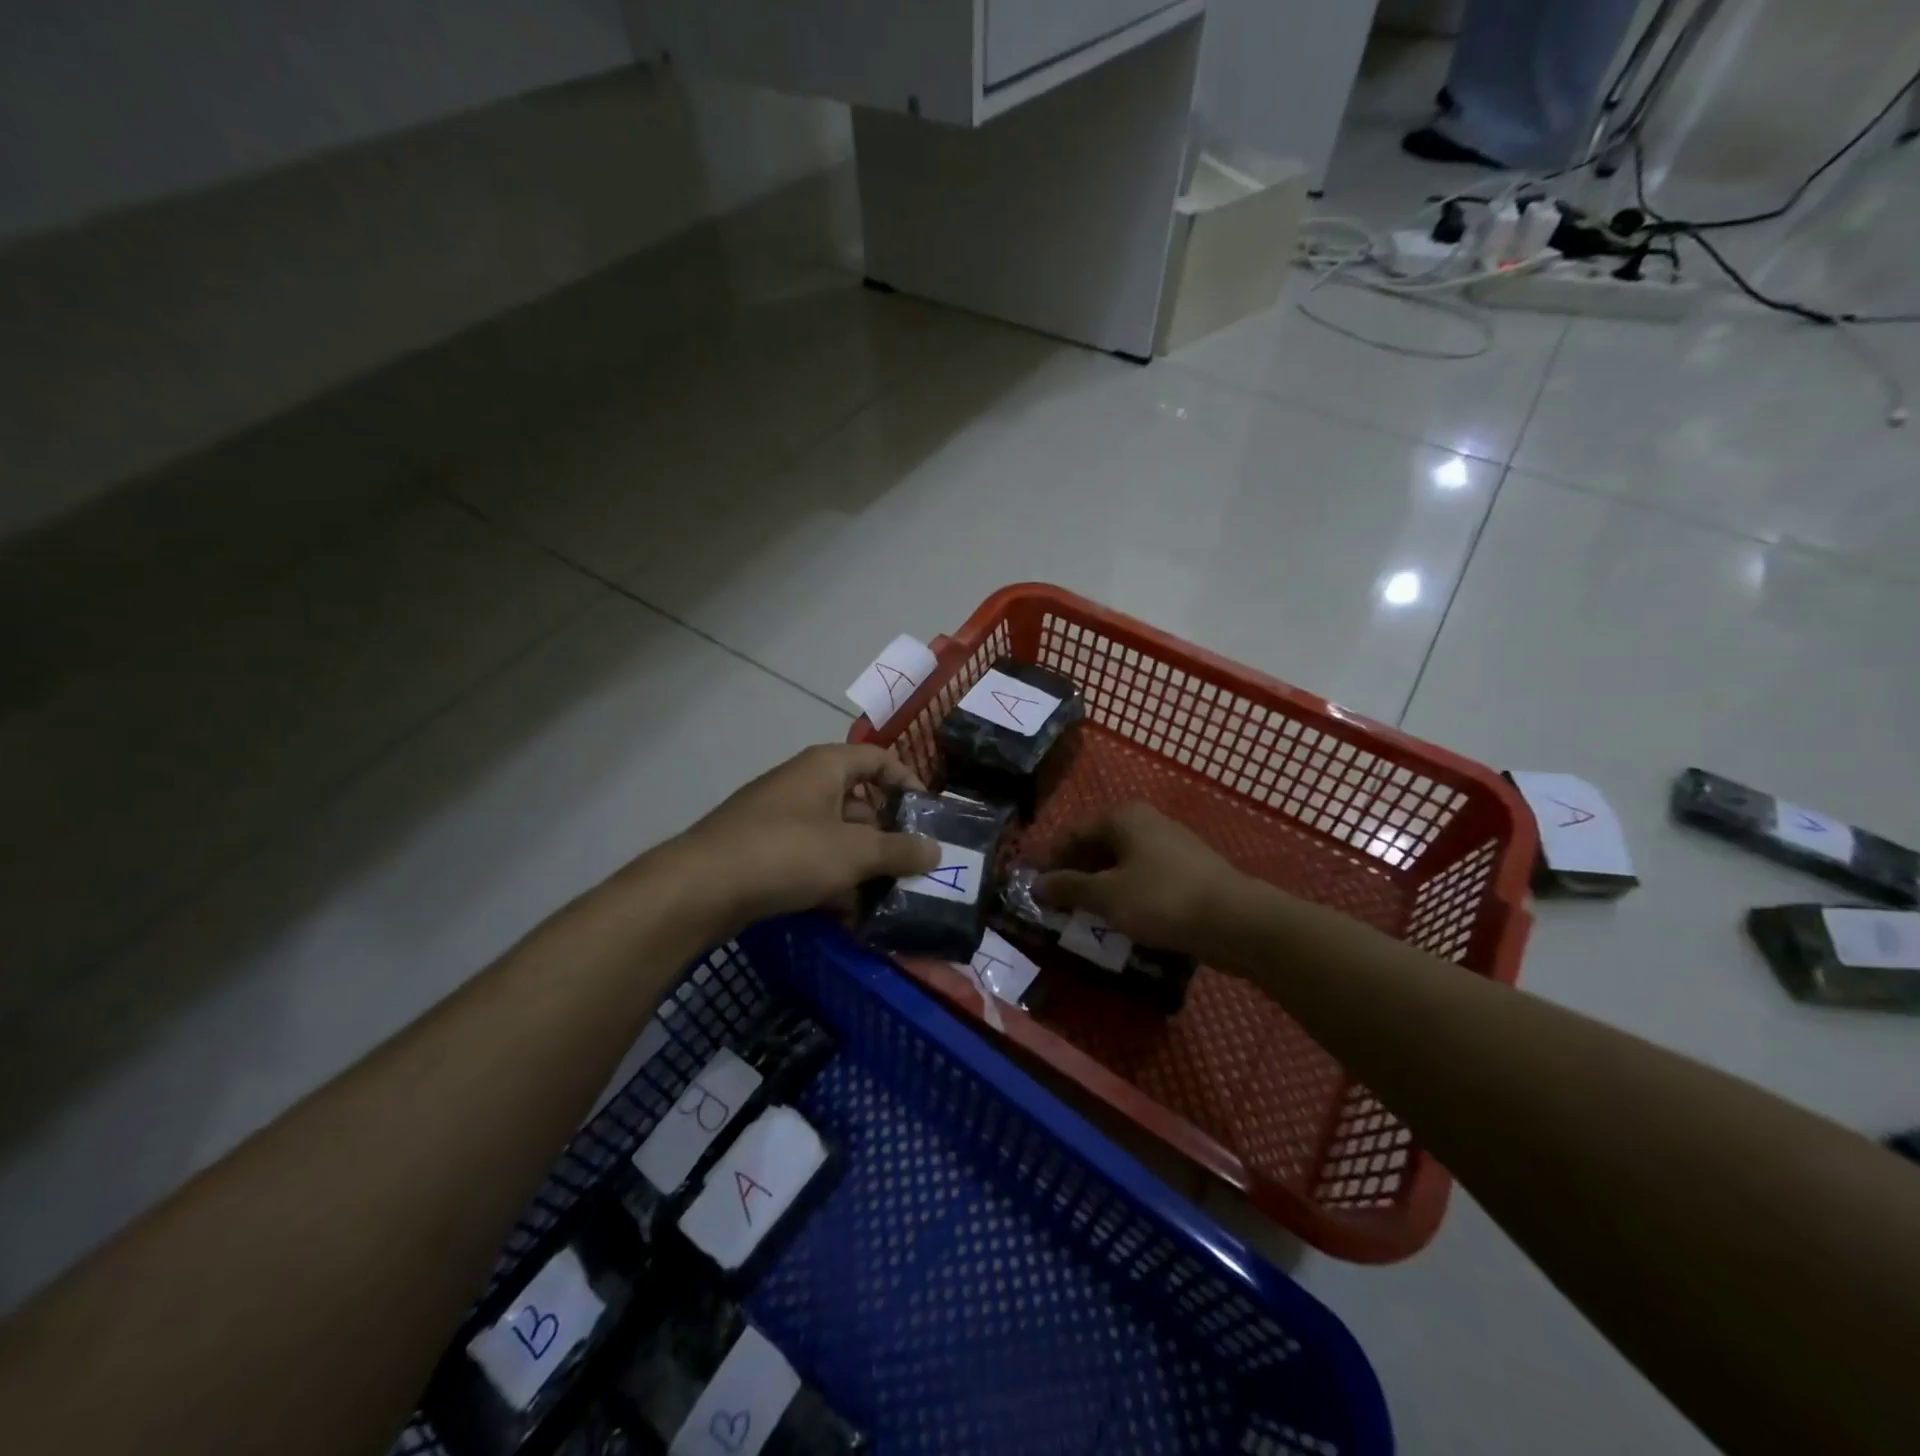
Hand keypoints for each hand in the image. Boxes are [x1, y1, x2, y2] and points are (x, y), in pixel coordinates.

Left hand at [677, 743, 939, 930]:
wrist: (701, 887)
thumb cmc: (787, 853)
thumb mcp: (854, 852)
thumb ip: (899, 850)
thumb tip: (937, 850)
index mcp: (826, 766)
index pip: (880, 760)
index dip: (908, 783)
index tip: (929, 818)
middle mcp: (804, 783)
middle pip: (860, 801)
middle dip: (887, 836)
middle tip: (912, 867)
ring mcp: (780, 817)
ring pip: (836, 835)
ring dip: (861, 864)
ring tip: (886, 897)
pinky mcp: (763, 850)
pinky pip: (810, 858)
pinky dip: (831, 879)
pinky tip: (846, 913)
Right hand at [1036, 804, 1241, 952]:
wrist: (1236, 920)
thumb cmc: (1162, 899)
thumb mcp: (1106, 895)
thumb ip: (1068, 887)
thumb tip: (1036, 884)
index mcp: (1123, 817)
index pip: (1072, 833)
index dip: (1048, 858)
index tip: (1028, 882)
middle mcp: (1145, 822)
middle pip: (1096, 845)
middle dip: (1072, 873)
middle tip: (1051, 902)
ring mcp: (1170, 846)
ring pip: (1120, 863)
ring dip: (1096, 886)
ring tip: (1078, 913)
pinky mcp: (1187, 871)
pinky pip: (1142, 877)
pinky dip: (1122, 893)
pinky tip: (1116, 917)